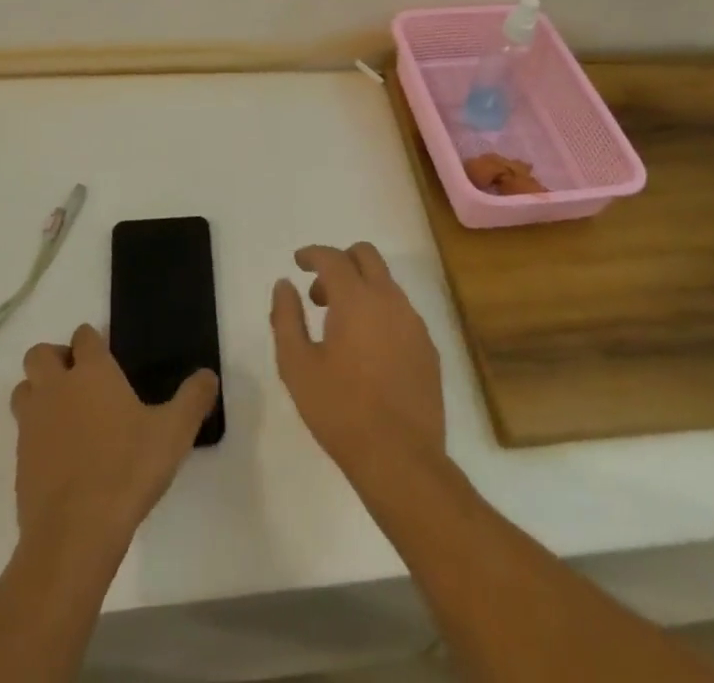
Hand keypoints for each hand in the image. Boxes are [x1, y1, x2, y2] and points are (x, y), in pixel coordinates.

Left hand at [11, 323, 217, 553]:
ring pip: (23, 389)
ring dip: (38, 392)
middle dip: (55, 359)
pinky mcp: (19, 461)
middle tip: (79, 380)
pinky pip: (22, 432)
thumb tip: (209, 375)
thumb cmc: (126, 470)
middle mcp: (56, 388)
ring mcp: (32, 424)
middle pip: (39, 354)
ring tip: (65, 414)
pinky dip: (36, 434)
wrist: (74, 534)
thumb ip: (193, 399)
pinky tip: (60, 457)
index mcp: (92, 372)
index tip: (106, 355)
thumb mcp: (174, 433)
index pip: (84, 336)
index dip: (93, 341)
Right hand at [270, 243, 444, 476]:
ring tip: (340, 327)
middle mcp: (389, 300)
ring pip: (386, 283)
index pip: (332, 257)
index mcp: (356, 299)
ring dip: (361, 288)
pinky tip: (368, 351)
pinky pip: (401, 312)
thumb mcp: (297, 365)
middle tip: (320, 294)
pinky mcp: (428, 348)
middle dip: (340, 261)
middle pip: (366, 255)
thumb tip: (285, 285)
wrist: (400, 459)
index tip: (298, 262)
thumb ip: (286, 318)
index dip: (312, 254)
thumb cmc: (340, 410)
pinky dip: (380, 313)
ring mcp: (414, 323)